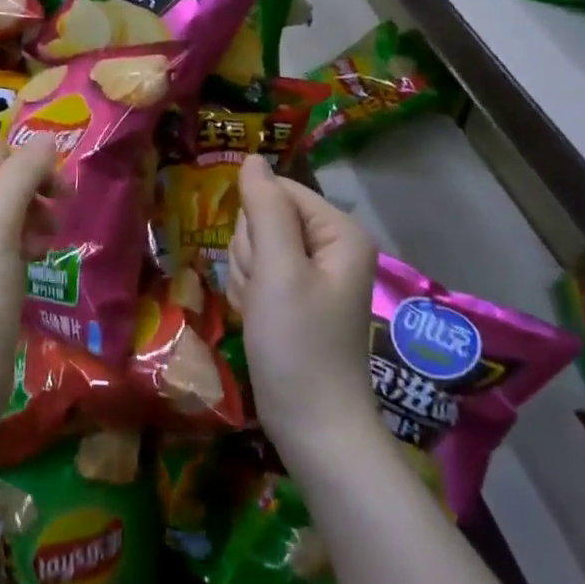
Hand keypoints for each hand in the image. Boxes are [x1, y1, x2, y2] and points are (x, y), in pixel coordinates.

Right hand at [228, 155, 380, 466]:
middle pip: (263, 219)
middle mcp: (327, 247)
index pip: (278, 191)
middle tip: (264, 294)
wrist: (311, 424)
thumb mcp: (278, 270)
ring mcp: (308, 275)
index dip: (256, 222)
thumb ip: (265, 208)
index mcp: (337, 232)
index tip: (261, 263)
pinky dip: (248, 297)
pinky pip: (253, 276)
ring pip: (252, 249)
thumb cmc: (299, 344)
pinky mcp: (291, 300)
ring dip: (246, 279)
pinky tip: (258, 322)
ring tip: (262, 313)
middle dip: (251, 255)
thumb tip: (251, 158)